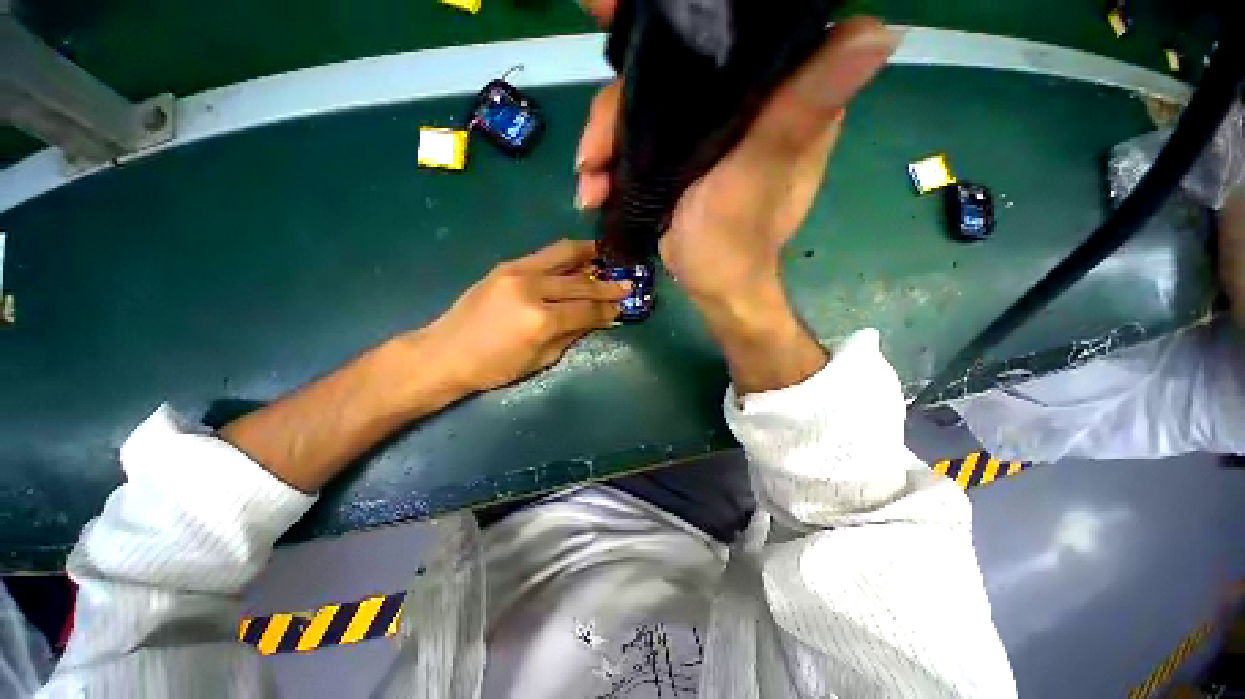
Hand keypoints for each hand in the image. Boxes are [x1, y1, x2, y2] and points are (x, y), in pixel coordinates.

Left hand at [421, 239, 630, 391]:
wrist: (445, 353)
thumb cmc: (494, 367)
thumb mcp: (541, 360)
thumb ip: (572, 334)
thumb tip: (598, 319)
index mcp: (541, 320)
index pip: (586, 310)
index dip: (607, 309)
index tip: (623, 307)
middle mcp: (532, 288)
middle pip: (580, 282)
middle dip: (607, 284)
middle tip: (626, 283)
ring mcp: (516, 272)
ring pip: (563, 255)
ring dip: (589, 255)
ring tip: (606, 256)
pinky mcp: (505, 265)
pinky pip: (544, 256)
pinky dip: (566, 256)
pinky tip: (577, 259)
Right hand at [575, 17, 896, 307]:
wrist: (711, 286)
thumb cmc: (736, 242)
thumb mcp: (761, 175)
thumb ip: (799, 111)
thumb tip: (876, 30)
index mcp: (781, 95)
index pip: (741, 27)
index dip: (691, 13)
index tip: (627, 14)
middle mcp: (744, 102)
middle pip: (673, 66)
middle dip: (622, 99)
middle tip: (593, 145)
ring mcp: (705, 128)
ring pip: (645, 102)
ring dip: (606, 139)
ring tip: (588, 180)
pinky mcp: (677, 153)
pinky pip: (636, 137)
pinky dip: (609, 160)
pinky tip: (593, 188)